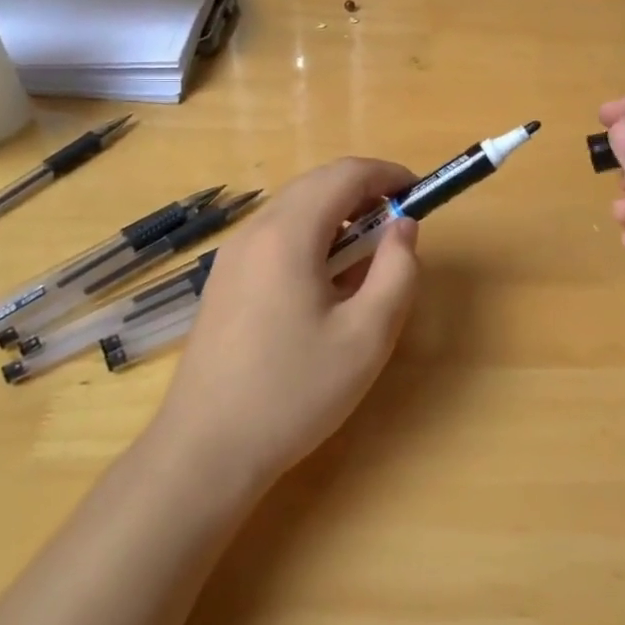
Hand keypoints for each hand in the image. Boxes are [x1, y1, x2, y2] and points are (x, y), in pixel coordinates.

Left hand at [154, 157, 420, 488]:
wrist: (205, 450)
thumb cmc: (294, 392)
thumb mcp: (367, 336)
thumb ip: (397, 271)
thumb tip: (404, 226)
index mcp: (289, 234)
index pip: (345, 174)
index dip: (387, 174)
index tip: (419, 193)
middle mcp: (255, 231)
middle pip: (317, 184)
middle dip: (364, 192)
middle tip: (399, 226)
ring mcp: (232, 255)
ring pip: (294, 208)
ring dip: (337, 214)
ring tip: (367, 257)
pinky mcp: (224, 280)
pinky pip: (276, 235)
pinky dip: (311, 237)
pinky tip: (326, 283)